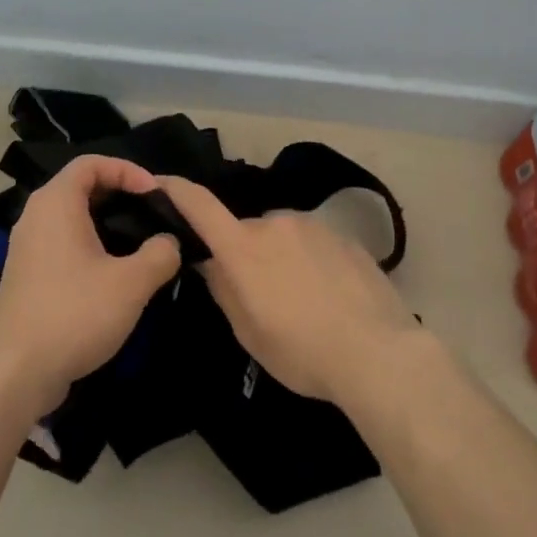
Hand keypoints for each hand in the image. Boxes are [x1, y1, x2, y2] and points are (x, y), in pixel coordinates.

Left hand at [0, 155, 181, 413]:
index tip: (154, 194)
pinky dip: (91, 247)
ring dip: (108, 225)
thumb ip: (161, 253)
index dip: (127, 169)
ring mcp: (28, 248)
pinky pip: (64, 245)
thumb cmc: (75, 314)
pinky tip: (115, 276)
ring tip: (141, 245)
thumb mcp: (132, 282)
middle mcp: (36, 217)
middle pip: (81, 188)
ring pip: (73, 219)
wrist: (16, 371)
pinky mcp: (29, 277)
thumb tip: (169, 242)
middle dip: (120, 196)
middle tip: (153, 215)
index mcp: (56, 204)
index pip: (91, 163)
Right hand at [155, 176, 422, 405]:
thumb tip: (211, 263)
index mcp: (243, 247)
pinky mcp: (344, 237)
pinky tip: (329, 296)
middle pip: (246, 231)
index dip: (175, 190)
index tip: (159, 182)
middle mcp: (275, 224)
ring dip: (280, 257)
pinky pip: (313, 243)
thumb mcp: (248, 333)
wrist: (378, 353)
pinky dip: (310, 262)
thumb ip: (224, 290)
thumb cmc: (301, 352)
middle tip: (260, 295)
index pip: (199, 206)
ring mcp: (313, 226)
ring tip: (302, 300)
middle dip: (245, 254)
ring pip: (281, 236)